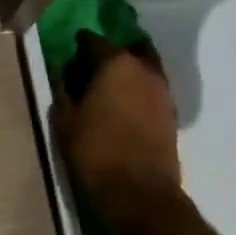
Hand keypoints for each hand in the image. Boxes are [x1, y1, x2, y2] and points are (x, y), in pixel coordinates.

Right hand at [54, 32, 181, 228]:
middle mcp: (144, 70)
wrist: (140, 194)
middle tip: (93, 66)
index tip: (70, 53)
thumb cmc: (95, 151)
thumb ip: (64, 91)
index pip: (95, 40)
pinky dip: (139, 92)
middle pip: (129, 49)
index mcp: (116, 64)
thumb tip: (65, 74)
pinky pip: (152, 91)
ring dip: (129, 72)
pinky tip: (124, 106)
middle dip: (112, 52)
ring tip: (109, 87)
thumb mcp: (65, 120)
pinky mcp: (171, 115)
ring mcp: (163, 92)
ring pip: (145, 69)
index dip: (80, 44)